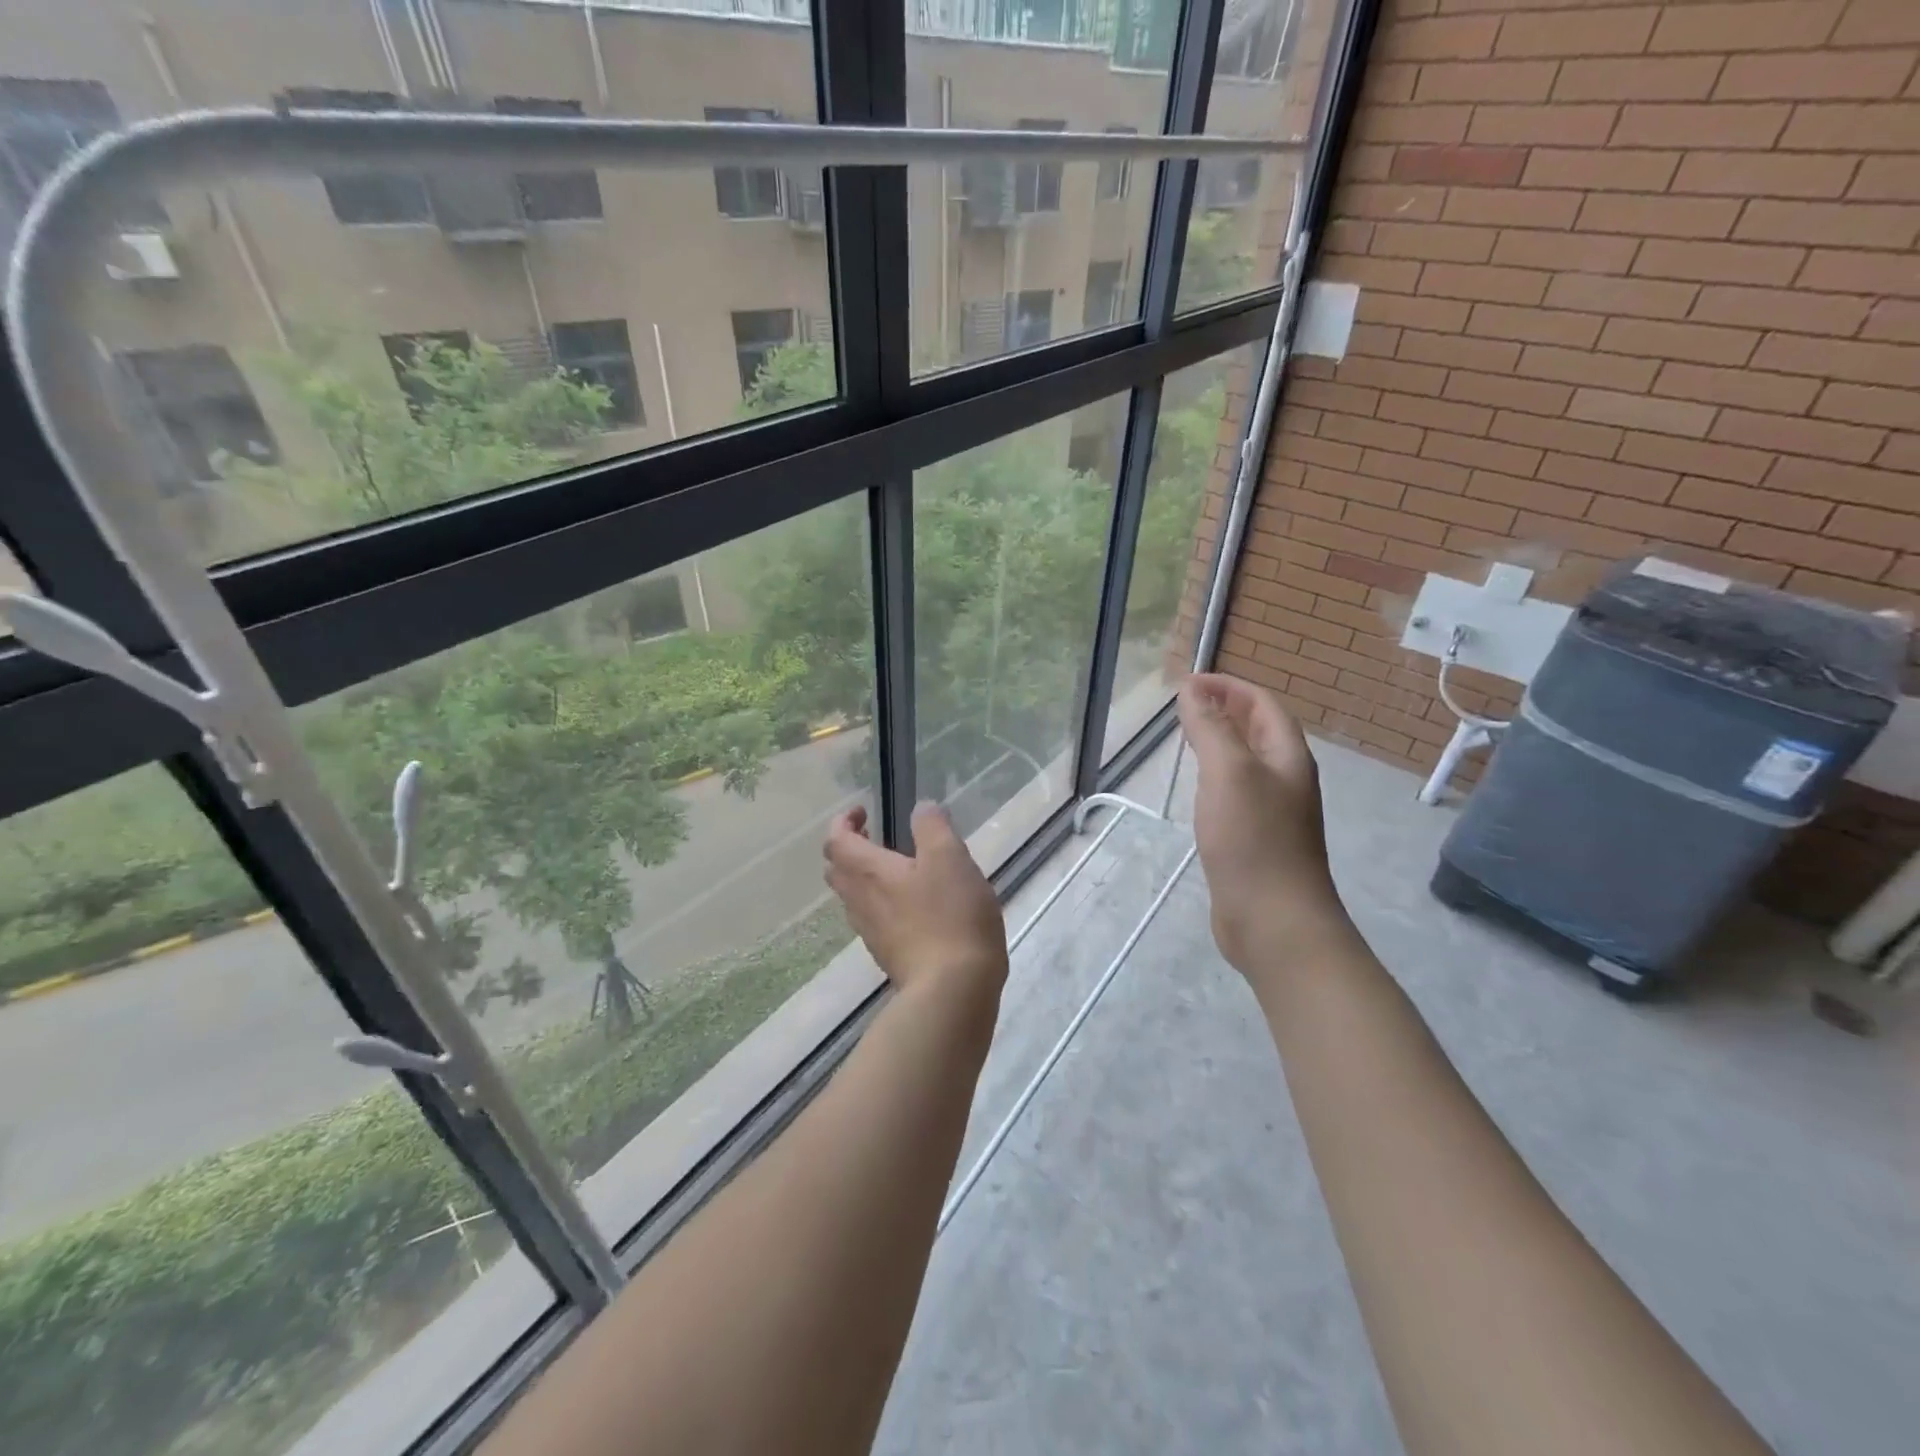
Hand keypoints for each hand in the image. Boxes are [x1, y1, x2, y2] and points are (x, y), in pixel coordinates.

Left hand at [823, 802, 1007, 1000]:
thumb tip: (921, 808)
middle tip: (875, 836)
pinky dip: (880, 902)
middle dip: (849, 848)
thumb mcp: (950, 858)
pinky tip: (912, 906)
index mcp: (869, 872)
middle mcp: (861, 901)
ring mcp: (871, 932)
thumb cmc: (950, 916)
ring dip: (863, 876)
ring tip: (895, 869)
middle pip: (837, 869)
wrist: (952, 991)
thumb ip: (932, 827)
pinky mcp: (887, 955)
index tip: (863, 810)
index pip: (836, 840)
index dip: (843, 821)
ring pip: (852, 897)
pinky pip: (872, 919)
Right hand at [1179, 673, 1353, 980]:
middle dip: (1226, 710)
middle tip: (1185, 704)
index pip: (1262, 704)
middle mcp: (1286, 779)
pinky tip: (1197, 789)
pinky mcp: (1256, 840)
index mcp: (1287, 757)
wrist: (1274, 919)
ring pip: (1247, 763)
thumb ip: (1210, 728)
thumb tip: (1192, 689)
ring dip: (1221, 742)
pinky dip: (1216, 777)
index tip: (1188, 681)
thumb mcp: (1228, 772)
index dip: (1229, 686)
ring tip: (1187, 737)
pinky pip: (1237, 794)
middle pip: (1259, 731)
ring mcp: (1273, 812)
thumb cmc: (1253, 839)